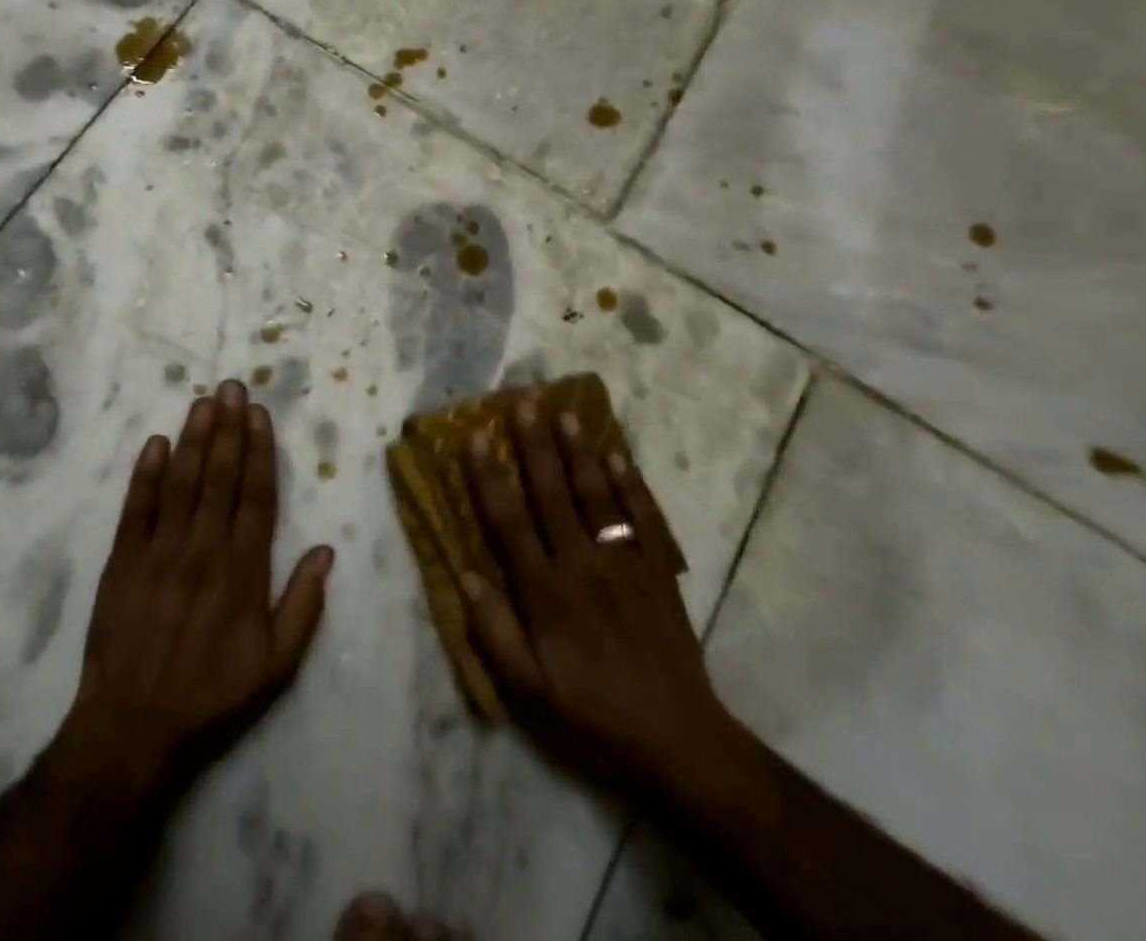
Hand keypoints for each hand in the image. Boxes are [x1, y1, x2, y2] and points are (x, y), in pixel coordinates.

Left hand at [52, 381, 334, 802]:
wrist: (133, 729)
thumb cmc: (212, 696)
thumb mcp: (276, 666)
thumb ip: (303, 605)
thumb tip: (327, 551)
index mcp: (243, 570)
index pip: (257, 495)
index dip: (259, 451)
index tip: (259, 414)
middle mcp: (204, 549)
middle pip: (219, 477)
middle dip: (228, 429)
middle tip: (231, 387)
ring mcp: (160, 552)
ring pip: (181, 483)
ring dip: (193, 439)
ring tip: (203, 402)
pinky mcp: (122, 562)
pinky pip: (136, 509)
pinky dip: (145, 474)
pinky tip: (155, 443)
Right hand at [459, 401, 739, 800]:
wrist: (680, 743)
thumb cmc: (593, 716)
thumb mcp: (529, 692)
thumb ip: (494, 631)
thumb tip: (465, 574)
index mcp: (546, 593)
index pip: (509, 522)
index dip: (489, 476)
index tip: (474, 437)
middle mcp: (583, 566)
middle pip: (553, 494)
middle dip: (535, 446)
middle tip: (524, 402)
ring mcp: (626, 565)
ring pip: (597, 497)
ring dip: (580, 453)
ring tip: (567, 414)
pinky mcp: (659, 573)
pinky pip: (643, 520)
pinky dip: (632, 486)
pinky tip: (619, 456)